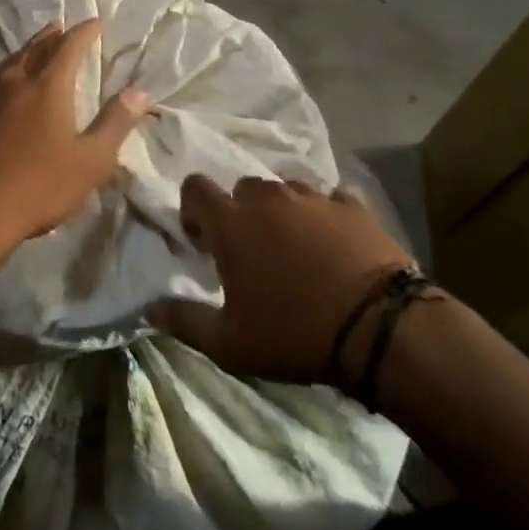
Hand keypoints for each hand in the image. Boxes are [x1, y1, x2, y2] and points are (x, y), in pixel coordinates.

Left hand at [0, 19, 151, 256]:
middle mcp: (14, 82)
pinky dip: (7, 73)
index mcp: (47, 87)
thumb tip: (139, 93)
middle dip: (52, 36)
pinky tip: (6, 87)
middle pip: (35, 48)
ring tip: (35, 47)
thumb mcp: (90, 162)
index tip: (94, 22)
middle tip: (61, 27)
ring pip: (10, 62)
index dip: (84, 32)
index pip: (69, 47)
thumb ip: (115, 124)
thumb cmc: (38, 187)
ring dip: (26, 50)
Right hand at [154, 175, 415, 383]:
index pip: (195, 187)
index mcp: (231, 222)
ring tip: (297, 248)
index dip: (193, 208)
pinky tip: (336, 245)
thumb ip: (183, 320)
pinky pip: (330, 200)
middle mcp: (268, 198)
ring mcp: (314, 197)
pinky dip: (326, 217)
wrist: (381, 328)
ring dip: (283, 212)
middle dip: (241, 213)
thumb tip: (148, 308)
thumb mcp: (229, 343)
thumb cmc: (293, 332)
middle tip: (252, 250)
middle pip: (243, 188)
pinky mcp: (353, 206)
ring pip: (286, 190)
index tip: (203, 241)